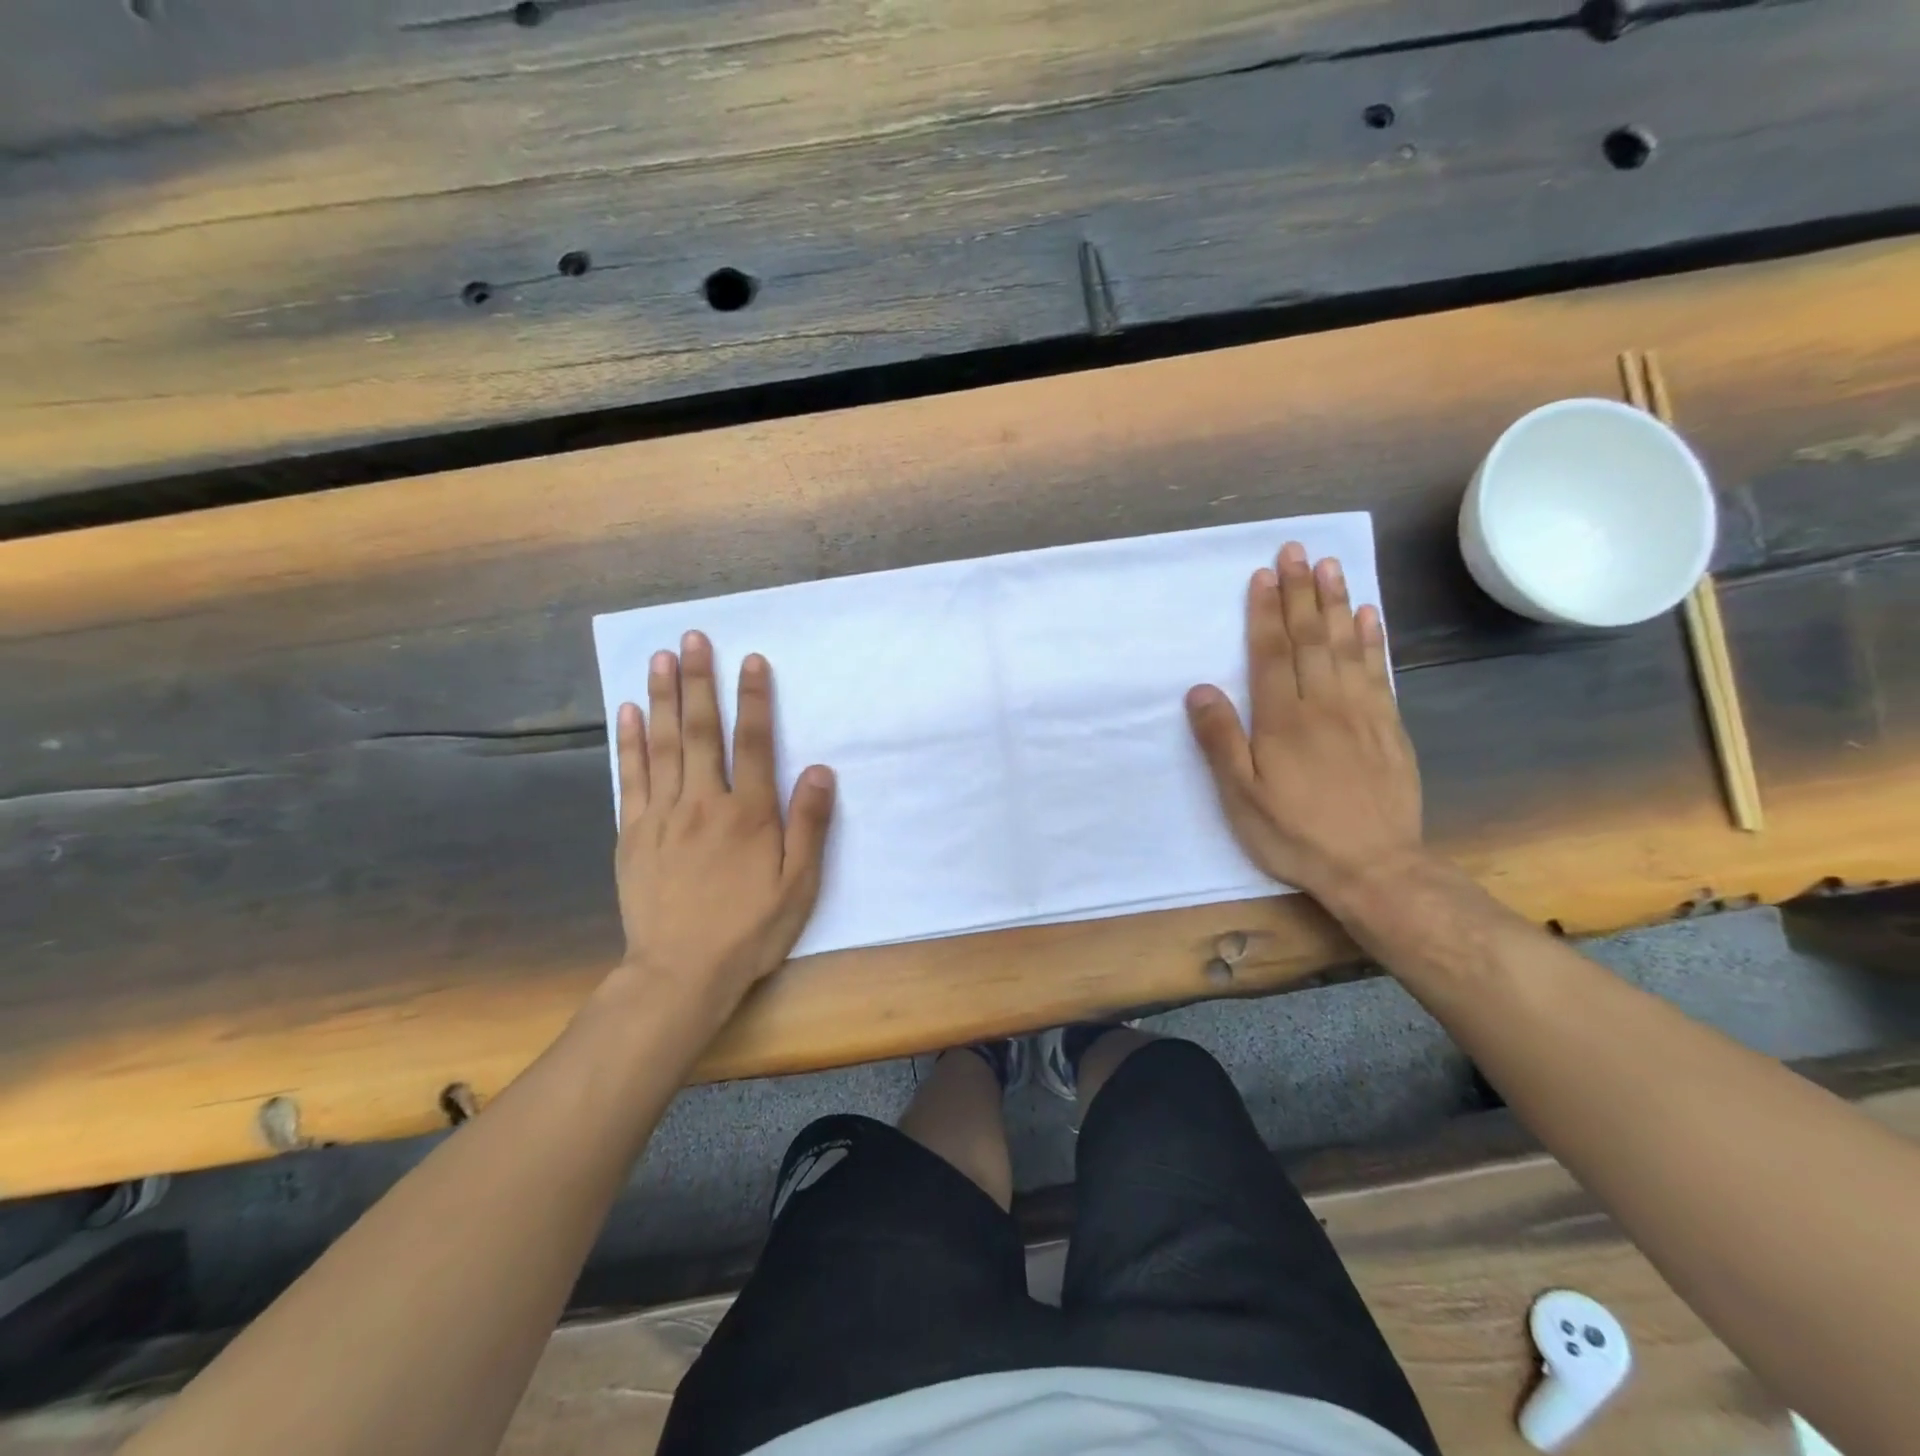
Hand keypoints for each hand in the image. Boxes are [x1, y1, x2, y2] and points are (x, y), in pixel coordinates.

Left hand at [611, 631, 835, 1010]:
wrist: (681, 974)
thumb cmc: (750, 930)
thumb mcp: (798, 885)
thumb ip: (809, 824)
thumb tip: (818, 769)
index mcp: (748, 814)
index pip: (753, 742)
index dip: (753, 699)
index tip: (751, 659)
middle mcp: (704, 802)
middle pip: (702, 731)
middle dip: (699, 681)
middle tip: (693, 638)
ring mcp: (662, 815)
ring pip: (663, 745)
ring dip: (663, 698)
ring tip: (660, 658)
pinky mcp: (633, 833)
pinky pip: (631, 778)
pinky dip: (629, 742)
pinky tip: (629, 712)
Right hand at [1185, 541, 1423, 902]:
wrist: (1374, 867)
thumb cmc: (1295, 833)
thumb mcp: (1241, 796)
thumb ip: (1221, 740)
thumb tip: (1200, 689)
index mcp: (1283, 720)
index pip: (1272, 652)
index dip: (1266, 612)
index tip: (1264, 574)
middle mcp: (1324, 704)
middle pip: (1310, 638)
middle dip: (1300, 592)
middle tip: (1297, 550)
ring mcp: (1362, 712)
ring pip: (1346, 646)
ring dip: (1336, 603)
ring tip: (1331, 566)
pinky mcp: (1389, 727)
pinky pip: (1380, 671)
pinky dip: (1373, 639)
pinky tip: (1369, 616)